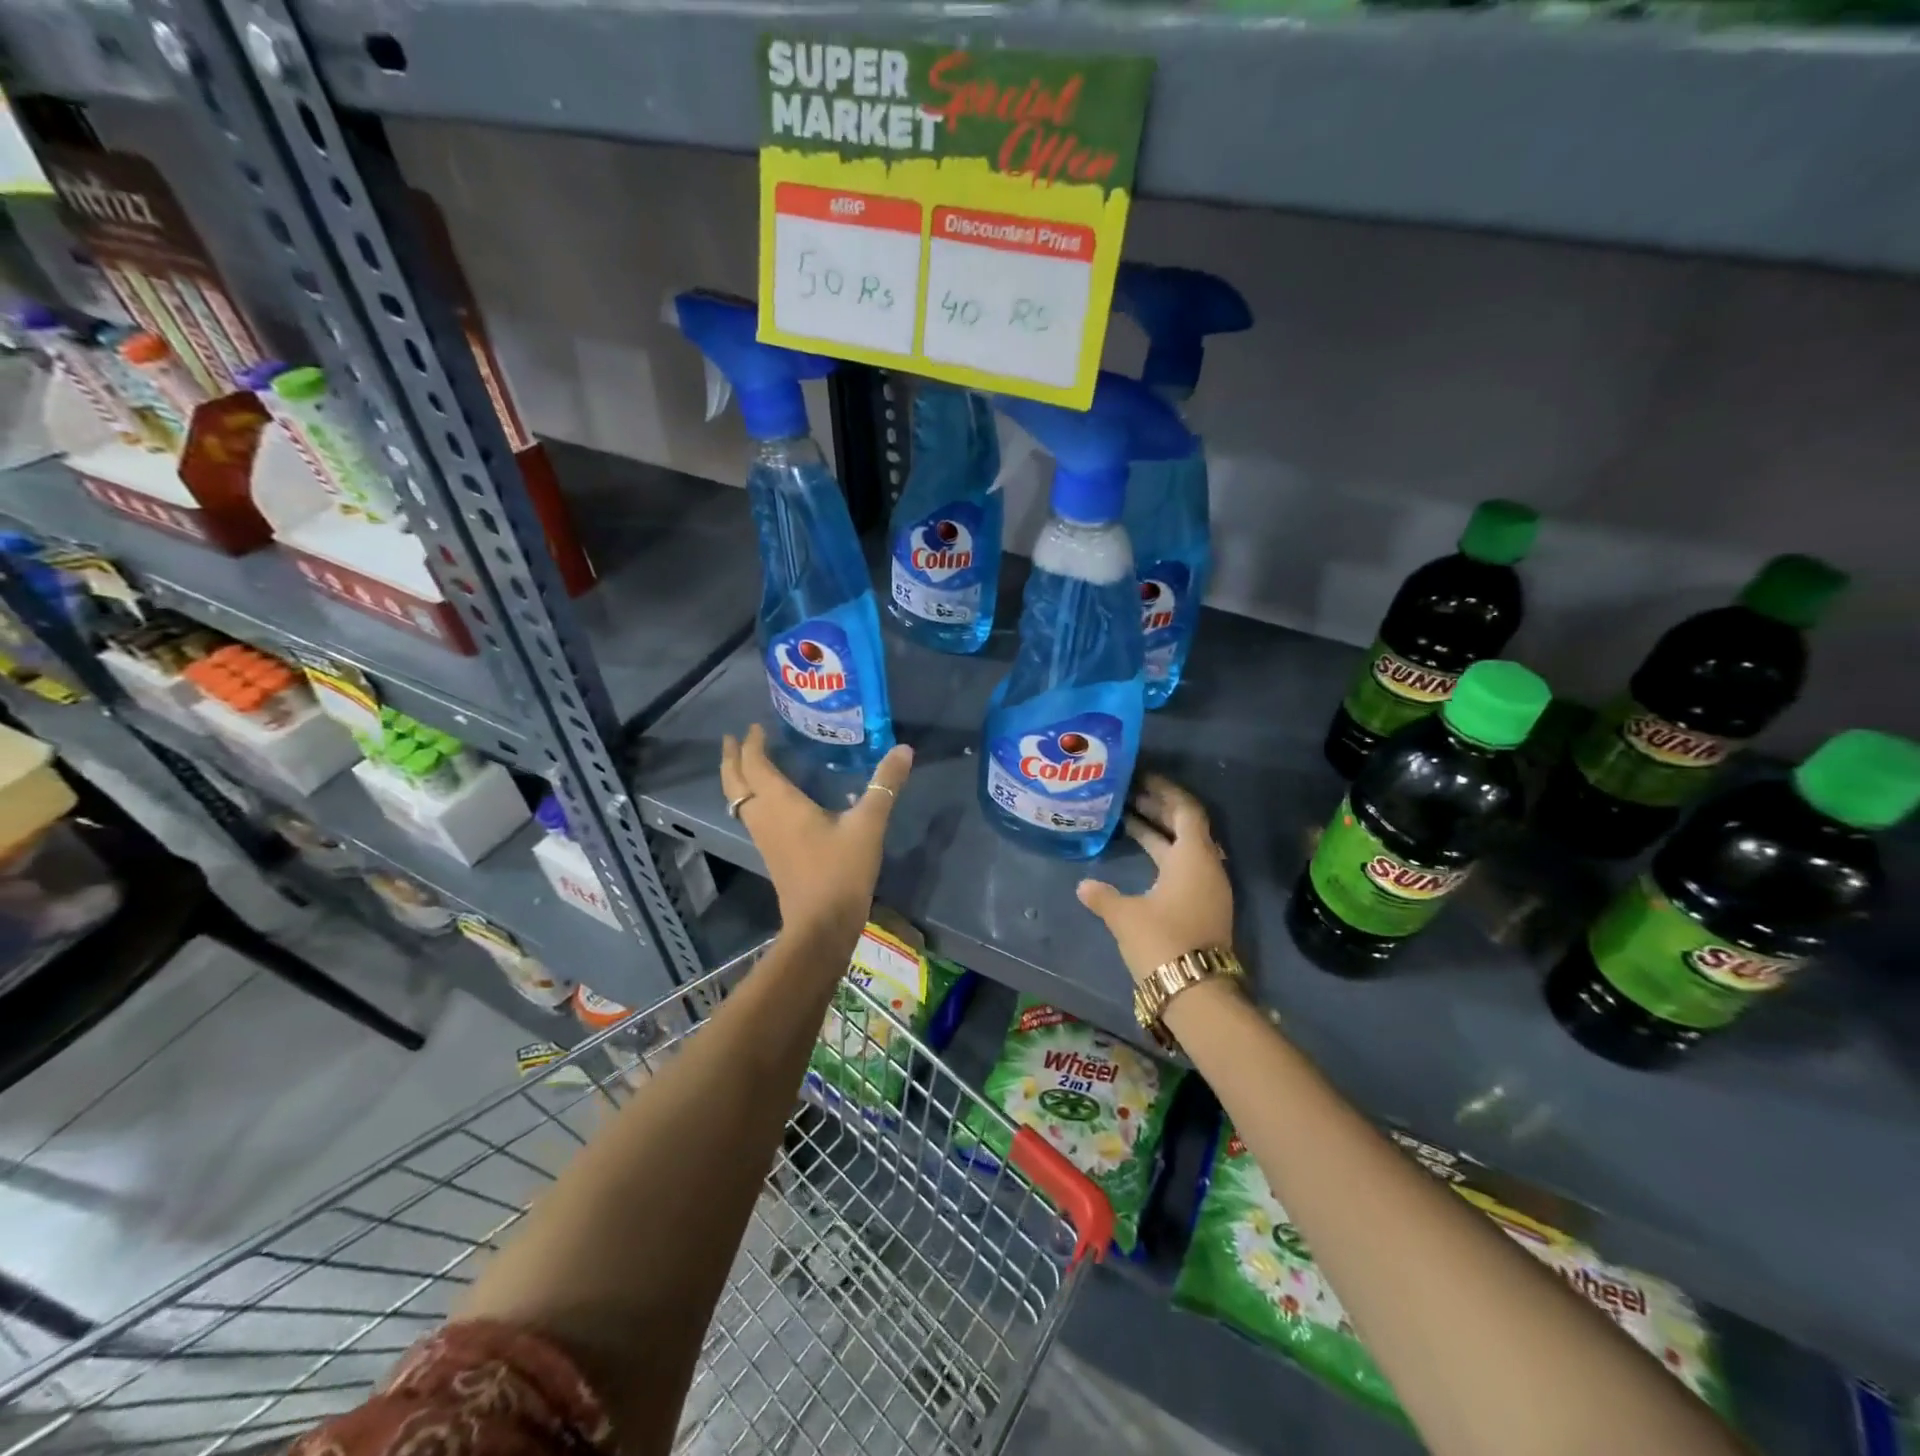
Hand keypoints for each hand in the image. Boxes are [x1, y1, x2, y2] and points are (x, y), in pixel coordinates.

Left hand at [719, 723, 912, 938]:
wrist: (821, 925)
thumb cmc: (841, 871)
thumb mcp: (868, 825)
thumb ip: (885, 786)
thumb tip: (903, 749)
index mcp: (780, 804)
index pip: (755, 764)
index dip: (751, 743)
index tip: (755, 726)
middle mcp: (764, 817)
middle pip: (735, 782)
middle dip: (732, 758)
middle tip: (733, 738)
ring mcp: (764, 838)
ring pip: (739, 801)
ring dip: (738, 779)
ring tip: (746, 763)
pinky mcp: (772, 854)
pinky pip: (751, 816)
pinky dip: (750, 798)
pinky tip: (770, 800)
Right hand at [1077, 775, 1234, 985]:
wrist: (1196, 993)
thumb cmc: (1161, 941)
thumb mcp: (1125, 915)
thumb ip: (1103, 895)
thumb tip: (1083, 886)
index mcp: (1193, 856)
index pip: (1185, 809)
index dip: (1165, 791)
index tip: (1142, 780)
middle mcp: (1207, 866)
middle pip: (1186, 827)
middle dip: (1159, 809)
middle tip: (1128, 797)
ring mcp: (1209, 889)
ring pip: (1185, 849)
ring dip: (1160, 834)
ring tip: (1128, 822)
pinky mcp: (1205, 908)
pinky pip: (1185, 868)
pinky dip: (1165, 856)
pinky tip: (1141, 859)